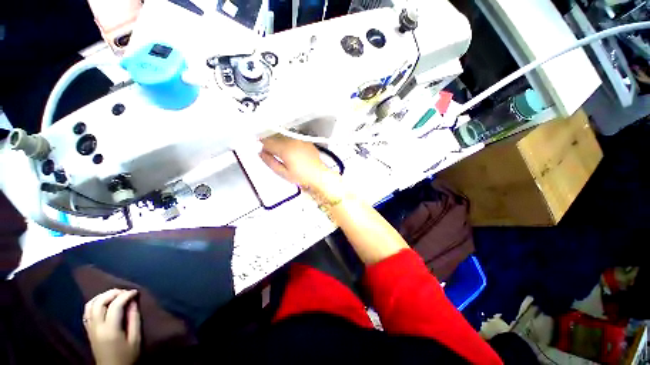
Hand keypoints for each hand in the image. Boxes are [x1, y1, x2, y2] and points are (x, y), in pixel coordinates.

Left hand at [83, 289, 140, 364]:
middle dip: (112, 293)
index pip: (115, 305)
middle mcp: (96, 326)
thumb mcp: (135, 339)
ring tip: (115, 295)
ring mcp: (90, 328)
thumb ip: (134, 319)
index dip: (126, 295)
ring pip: (90, 305)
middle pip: (99, 302)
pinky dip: (95, 303)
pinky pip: (87, 311)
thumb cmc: (127, 356)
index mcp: (109, 329)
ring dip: (102, 296)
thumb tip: (134, 301)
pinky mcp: (88, 330)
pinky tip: (103, 303)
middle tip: (125, 291)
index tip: (136, 292)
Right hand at [260, 135, 331, 188]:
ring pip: (283, 137)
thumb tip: (261, 153)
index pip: (267, 141)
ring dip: (279, 143)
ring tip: (284, 155)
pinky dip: (289, 143)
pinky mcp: (305, 141)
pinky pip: (293, 139)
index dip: (262, 145)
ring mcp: (300, 140)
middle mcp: (292, 141)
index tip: (263, 151)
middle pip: (275, 137)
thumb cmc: (302, 176)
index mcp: (285, 149)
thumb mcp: (283, 173)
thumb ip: (270, 162)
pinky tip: (292, 152)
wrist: (319, 175)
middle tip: (272, 155)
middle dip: (270, 144)